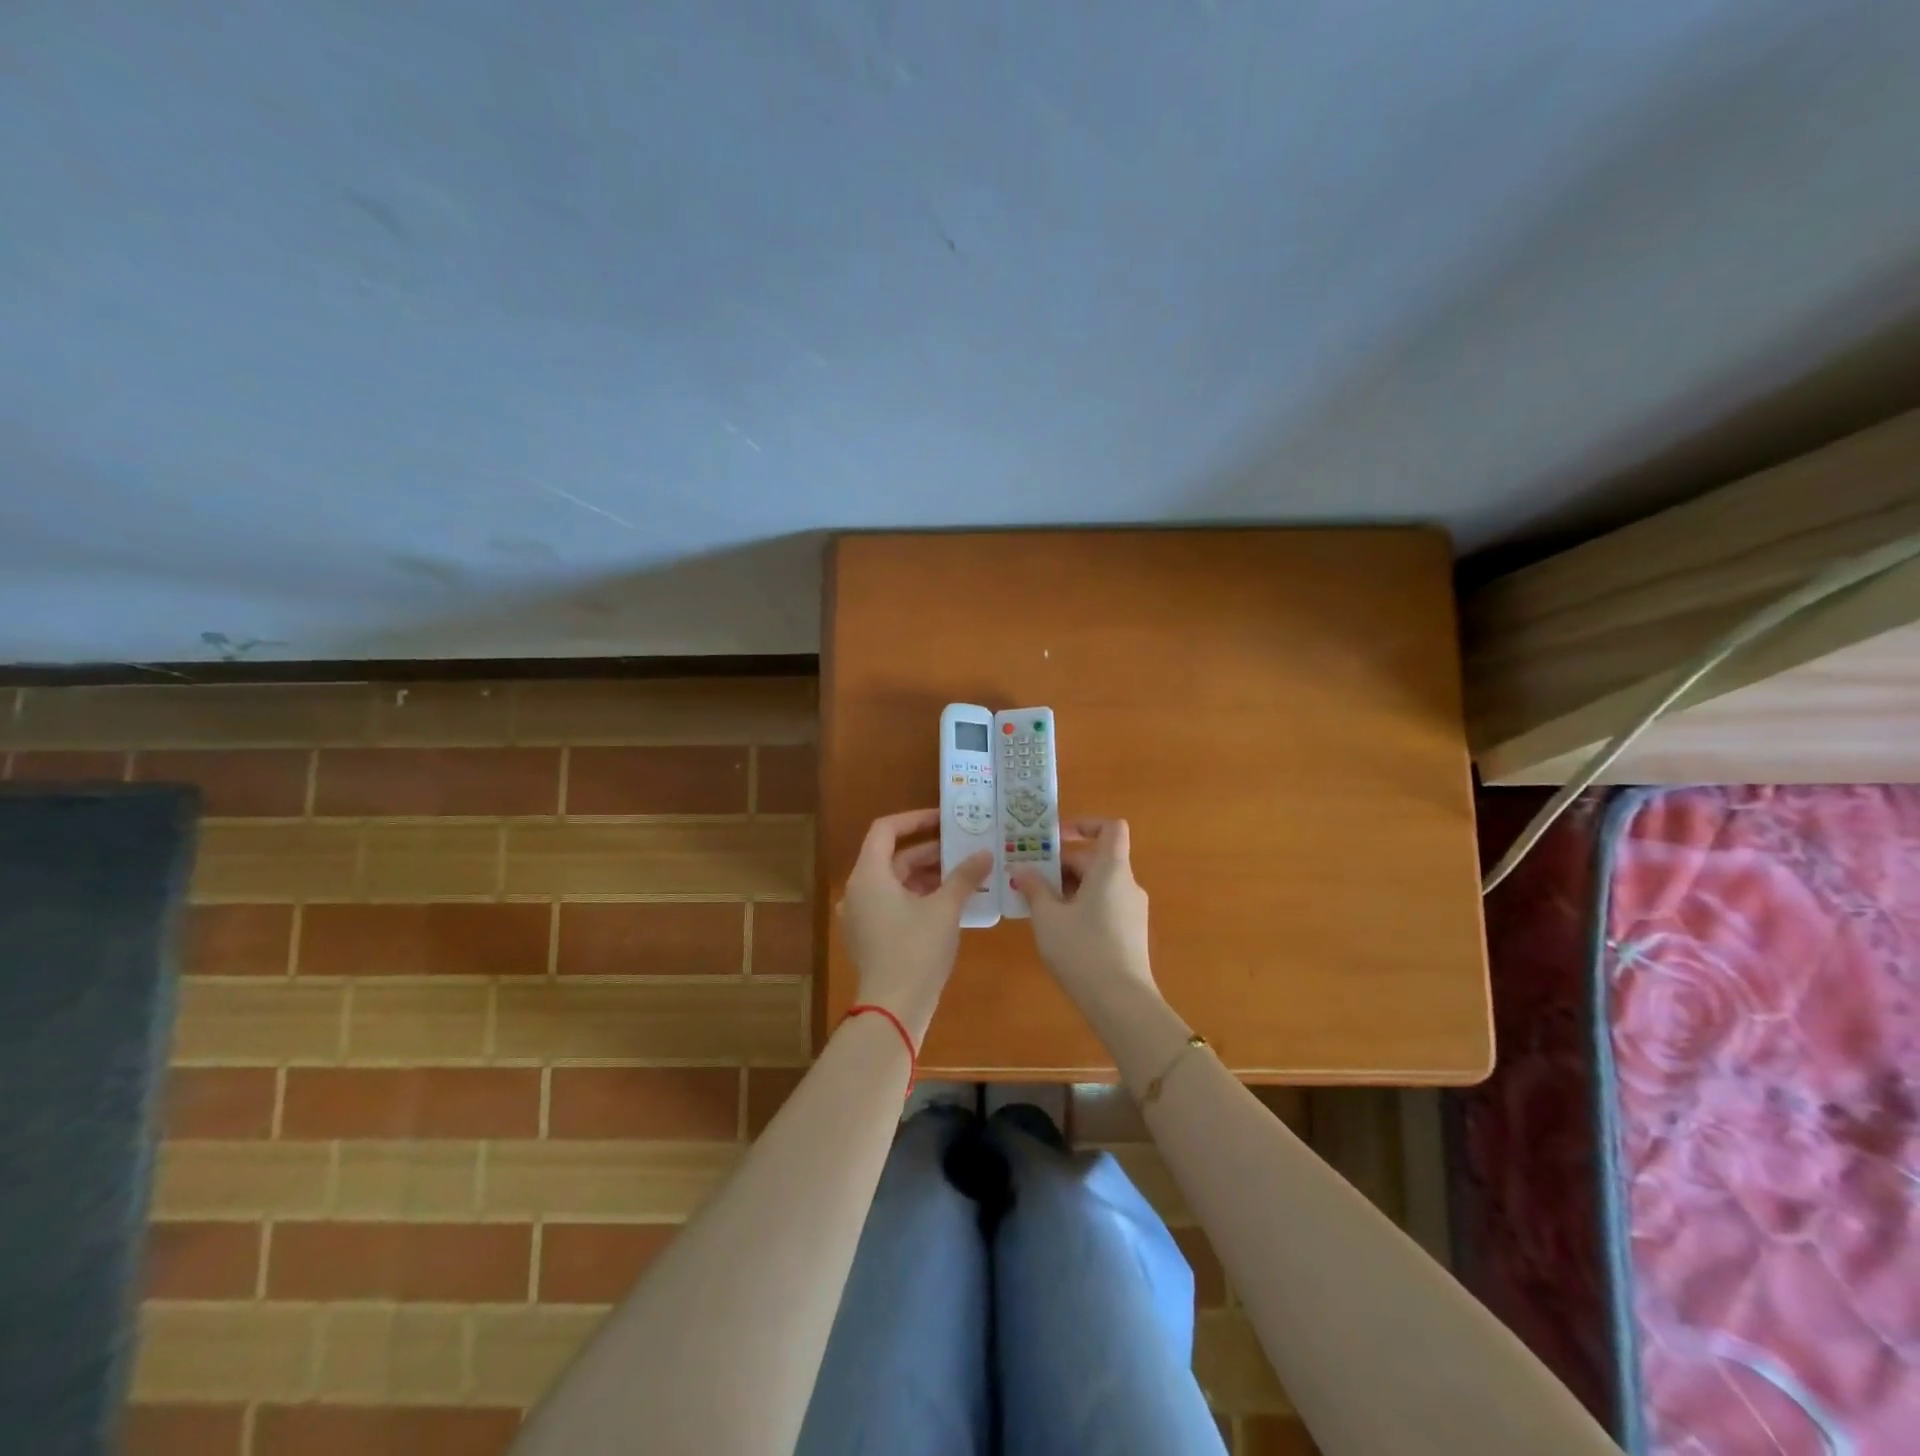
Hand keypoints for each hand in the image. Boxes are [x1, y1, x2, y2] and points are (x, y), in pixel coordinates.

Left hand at [836, 809, 992, 1043]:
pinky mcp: (868, 937)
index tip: (943, 819)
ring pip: (894, 882)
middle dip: (929, 852)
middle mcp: (858, 890)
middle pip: (892, 858)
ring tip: (963, 875)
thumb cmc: (917, 949)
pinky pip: (892, 904)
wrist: (893, 1008)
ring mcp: (860, 916)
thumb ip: (964, 876)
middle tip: (964, 849)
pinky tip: (948, 904)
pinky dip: (917, 897)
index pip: (885, 830)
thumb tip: (985, 854)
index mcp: (869, 875)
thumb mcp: (945, 908)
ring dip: (927, 876)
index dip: (915, 819)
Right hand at [1012, 818, 1154, 1004]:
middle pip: (1096, 859)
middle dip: (1061, 864)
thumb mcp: (1048, 917)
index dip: (1085, 824)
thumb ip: (1034, 888)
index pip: (1110, 828)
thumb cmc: (1082, 950)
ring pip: (1098, 884)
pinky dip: (1081, 905)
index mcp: (1111, 870)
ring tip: (1036, 903)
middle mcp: (1127, 884)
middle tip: (1027, 877)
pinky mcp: (1131, 933)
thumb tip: (1020, 868)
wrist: (1121, 1003)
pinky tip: (1057, 928)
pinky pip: (1104, 905)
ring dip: (1068, 886)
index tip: (1056, 837)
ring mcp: (1133, 910)